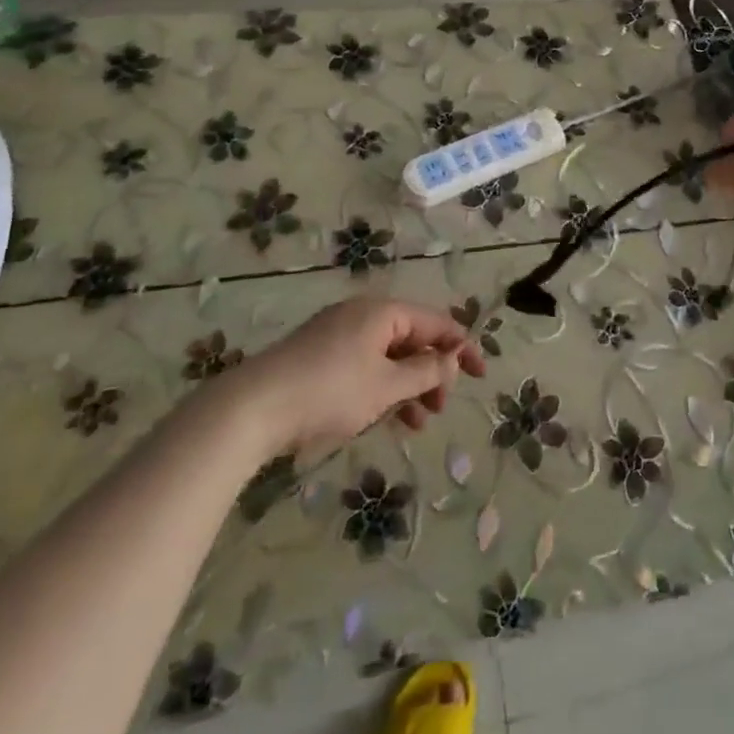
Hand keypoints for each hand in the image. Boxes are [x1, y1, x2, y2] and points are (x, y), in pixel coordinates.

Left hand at [228, 298, 487, 457]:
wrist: (251, 409)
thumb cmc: (329, 392)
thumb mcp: (386, 386)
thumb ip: (425, 372)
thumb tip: (454, 359)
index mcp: (384, 312)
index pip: (436, 323)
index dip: (462, 348)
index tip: (481, 375)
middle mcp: (363, 314)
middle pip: (412, 338)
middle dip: (432, 372)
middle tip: (441, 406)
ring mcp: (338, 334)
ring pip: (388, 356)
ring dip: (408, 385)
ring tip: (418, 422)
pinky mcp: (319, 356)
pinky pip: (365, 365)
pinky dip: (382, 387)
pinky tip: (385, 417)